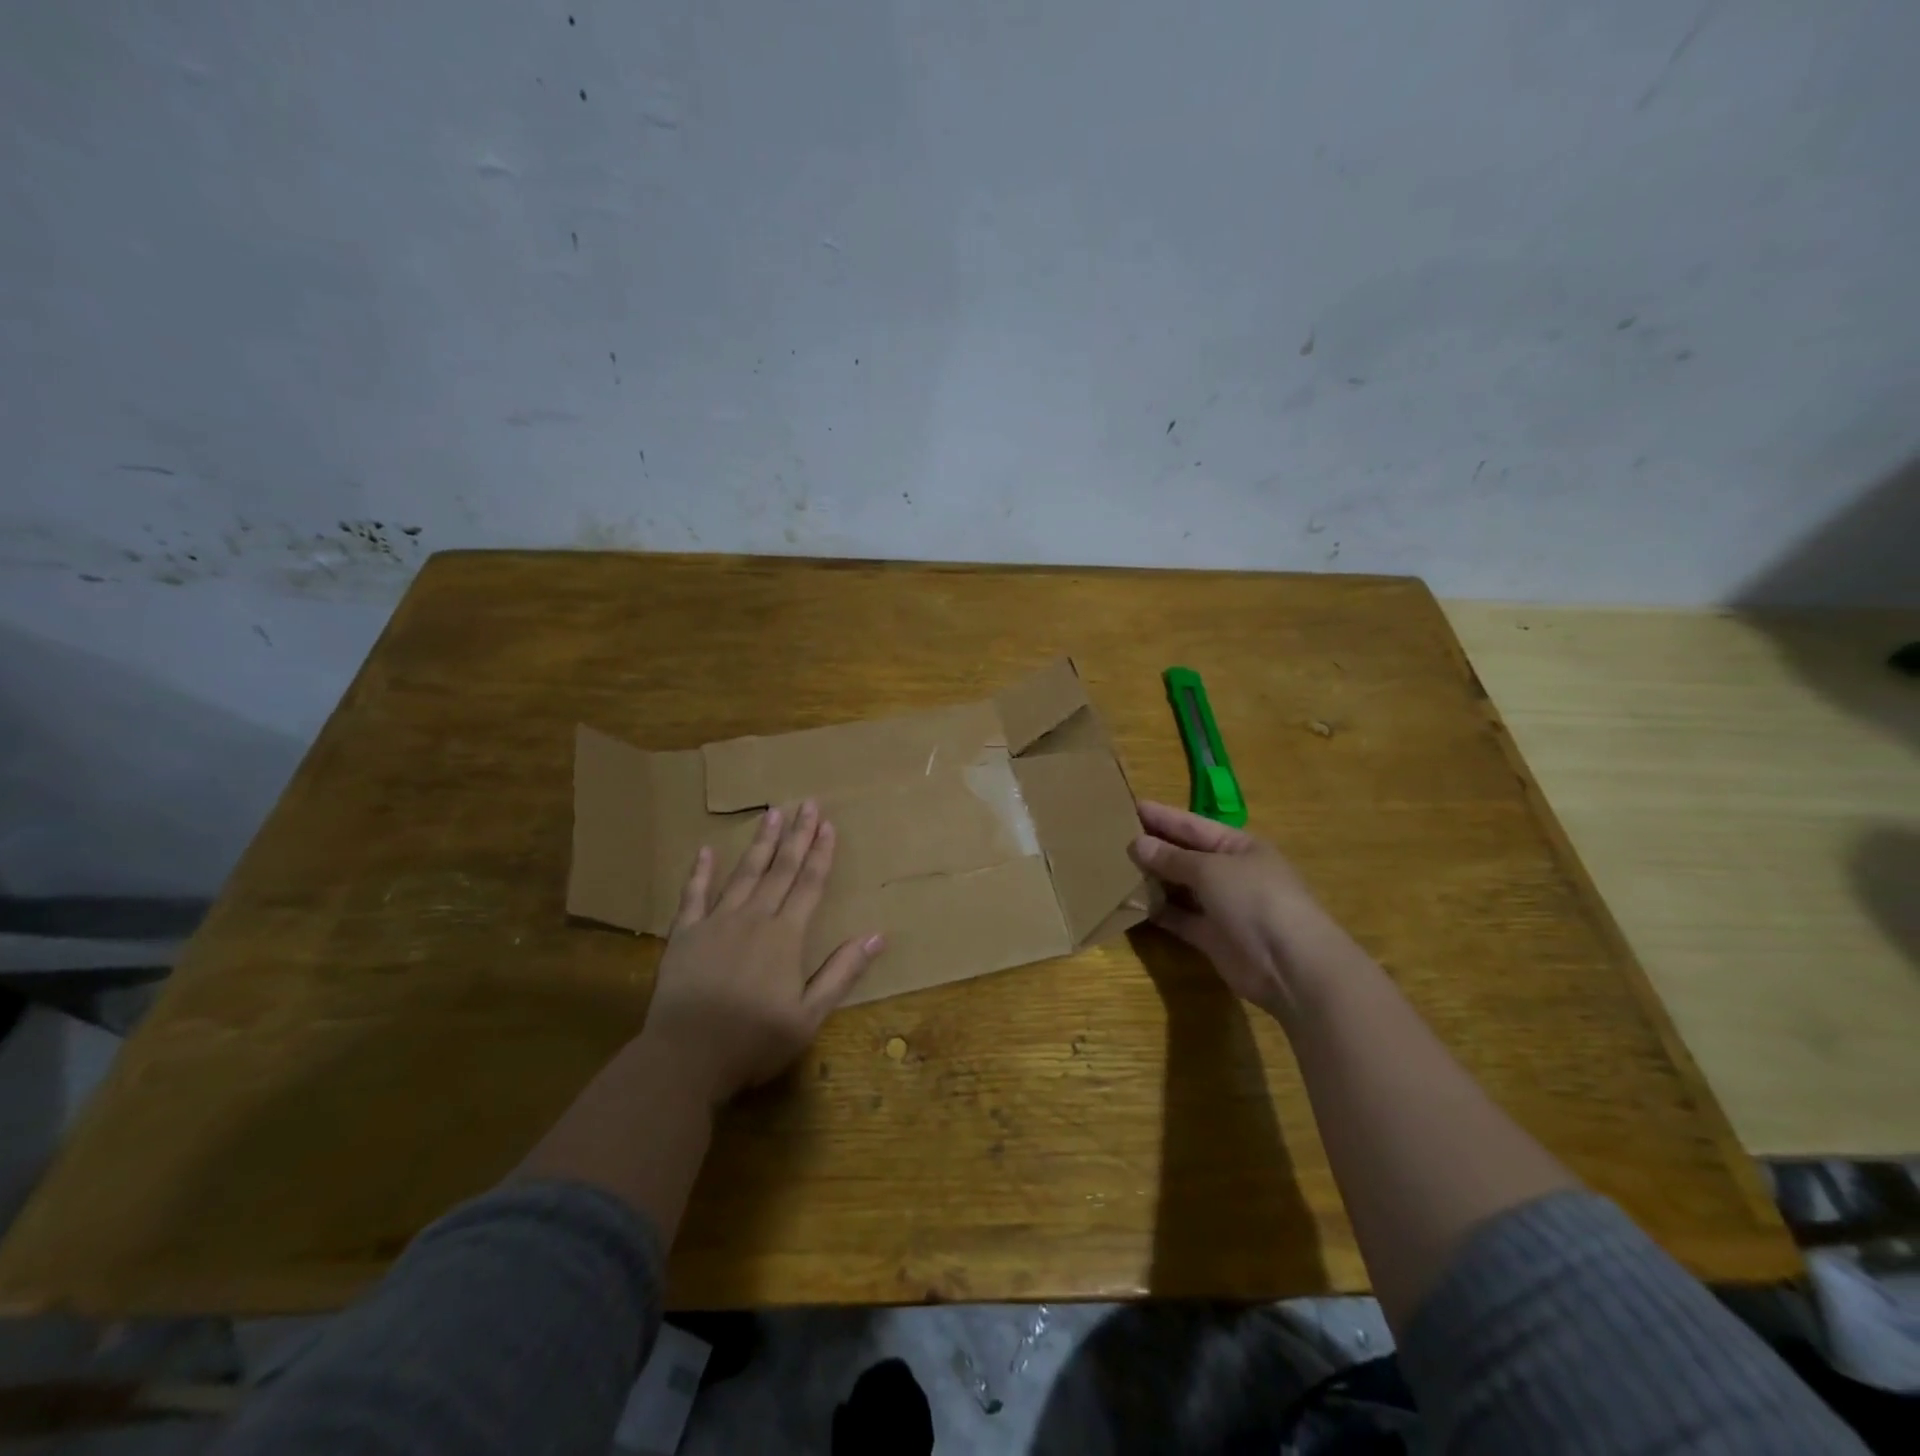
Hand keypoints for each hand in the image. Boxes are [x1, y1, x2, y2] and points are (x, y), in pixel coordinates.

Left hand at [640, 800, 883, 1108]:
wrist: (685, 1059)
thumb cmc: (753, 1041)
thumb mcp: (809, 1015)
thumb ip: (841, 972)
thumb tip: (878, 935)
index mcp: (785, 936)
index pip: (809, 884)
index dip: (821, 853)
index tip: (828, 824)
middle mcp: (753, 918)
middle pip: (780, 870)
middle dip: (796, 835)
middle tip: (806, 803)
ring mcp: (716, 923)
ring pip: (744, 874)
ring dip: (760, 843)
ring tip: (771, 814)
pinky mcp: (685, 935)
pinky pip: (693, 895)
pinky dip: (700, 872)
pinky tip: (705, 851)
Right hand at [1128, 801, 1365, 1021]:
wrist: (1290, 964)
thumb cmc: (1255, 899)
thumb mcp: (1210, 869)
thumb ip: (1172, 858)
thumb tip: (1136, 844)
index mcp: (1237, 845)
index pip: (1192, 825)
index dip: (1162, 816)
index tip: (1129, 806)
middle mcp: (1229, 872)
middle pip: (1184, 855)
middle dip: (1153, 847)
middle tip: (1111, 837)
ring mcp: (1221, 906)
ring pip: (1179, 887)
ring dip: (1152, 880)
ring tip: (1113, 869)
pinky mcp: (1212, 937)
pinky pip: (1179, 918)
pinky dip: (1158, 912)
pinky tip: (1130, 905)